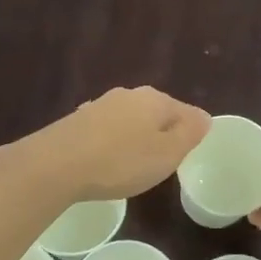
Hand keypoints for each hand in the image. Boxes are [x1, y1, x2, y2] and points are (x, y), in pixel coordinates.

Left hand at [12, 87, 210, 202]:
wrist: (55, 165)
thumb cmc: (121, 162)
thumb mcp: (167, 153)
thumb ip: (189, 133)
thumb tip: (205, 116)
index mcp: (155, 99)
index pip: (185, 111)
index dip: (190, 133)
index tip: (186, 155)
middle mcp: (128, 95)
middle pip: (156, 113)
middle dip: (161, 133)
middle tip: (162, 162)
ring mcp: (99, 105)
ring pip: (128, 120)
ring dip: (134, 138)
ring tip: (133, 164)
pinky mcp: (76, 121)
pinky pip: (105, 131)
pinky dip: (110, 144)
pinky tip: (104, 161)